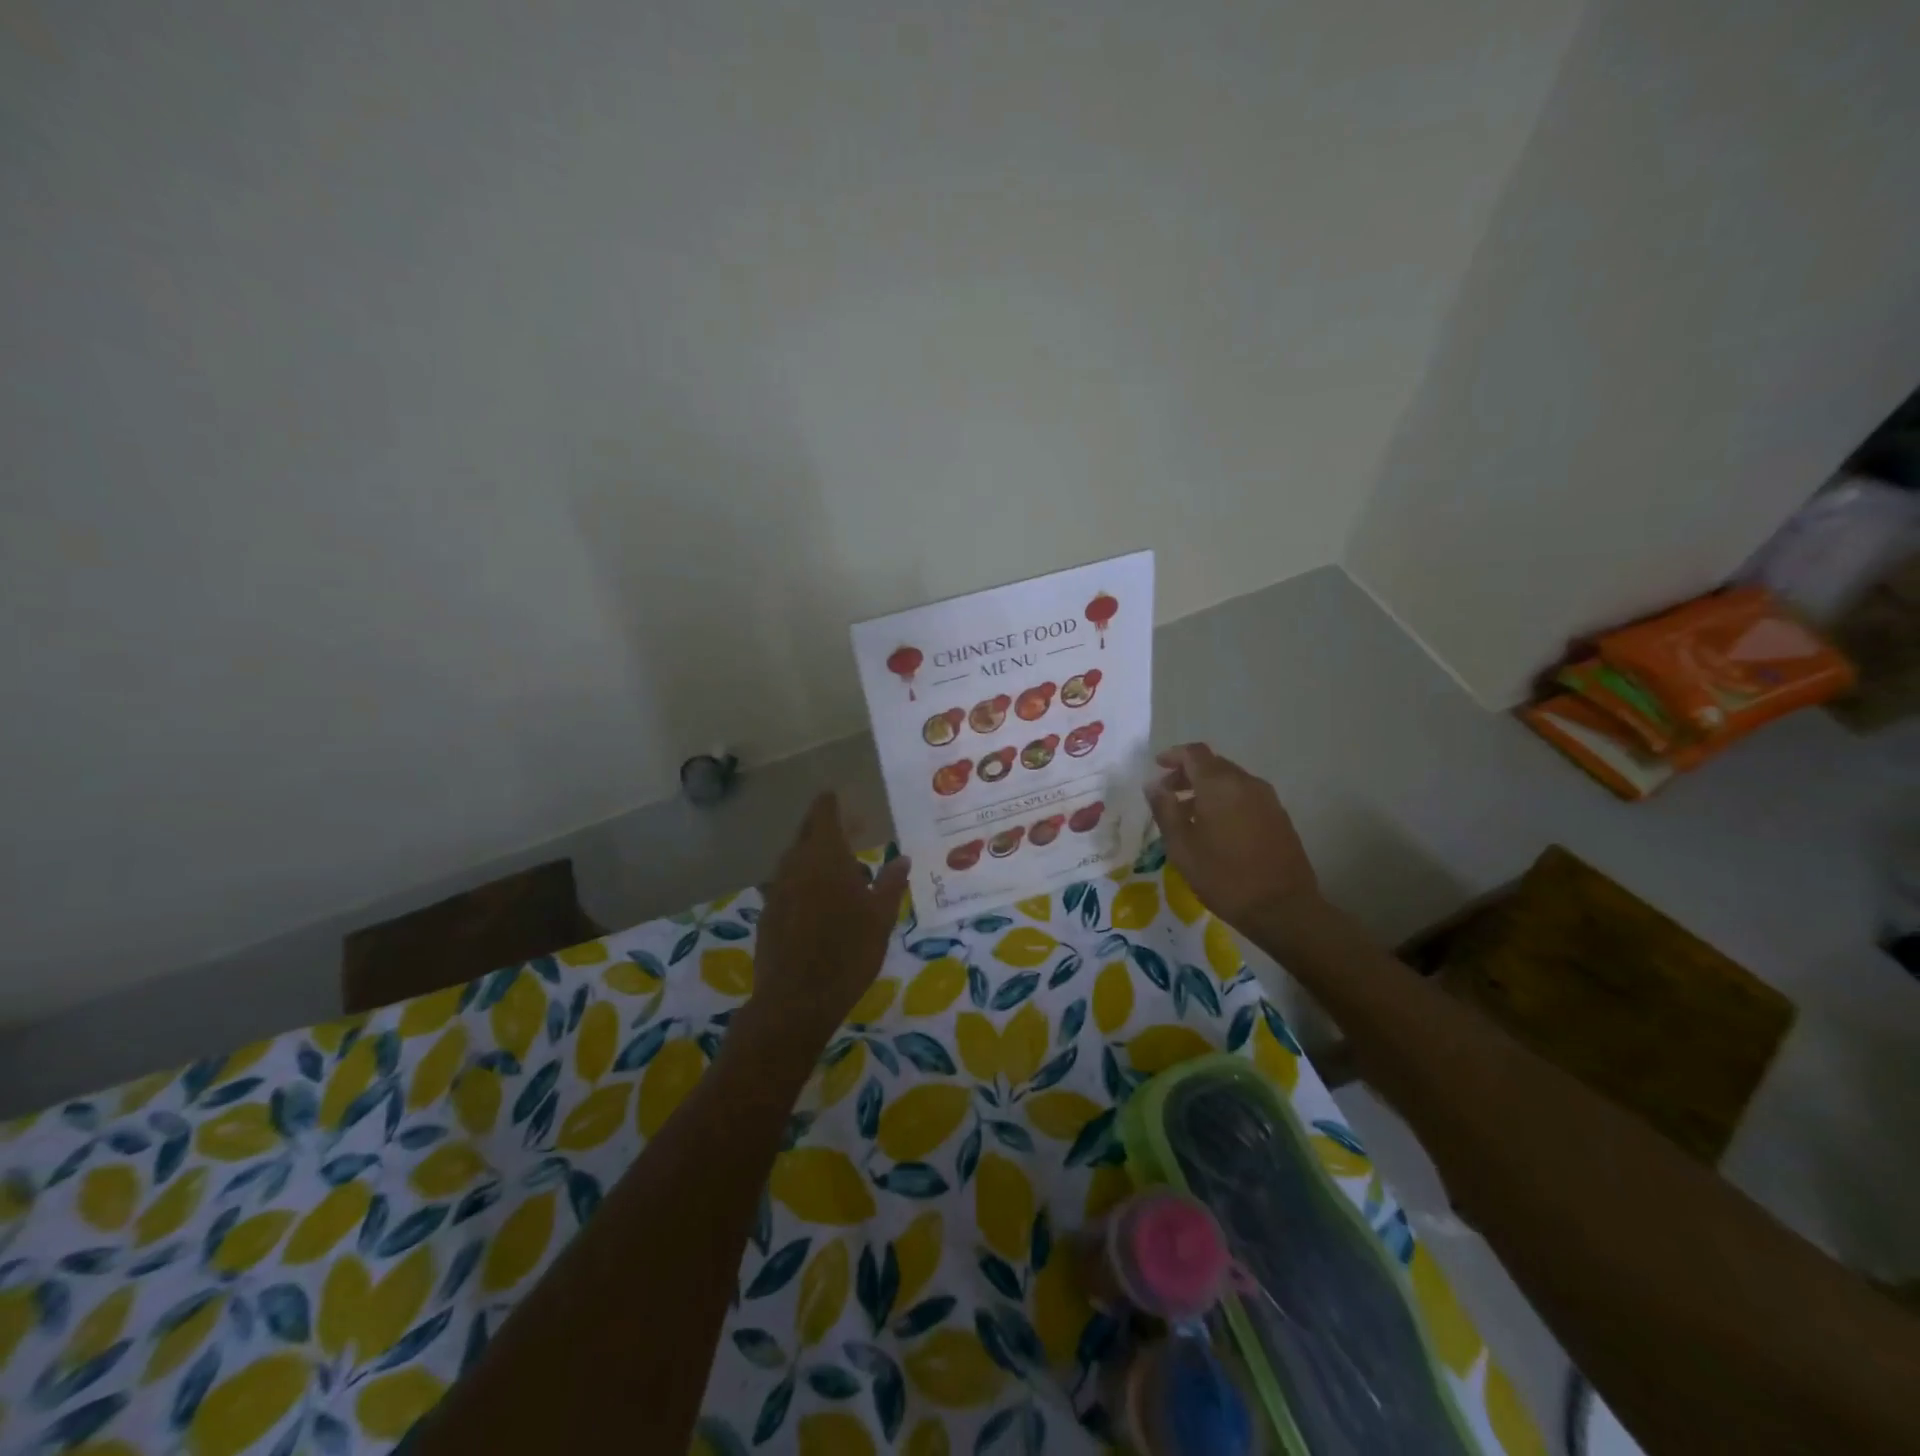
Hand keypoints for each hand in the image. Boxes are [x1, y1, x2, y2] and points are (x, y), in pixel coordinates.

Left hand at [733, 794, 910, 1063]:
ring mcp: (777, 889)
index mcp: (825, 856)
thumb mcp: (880, 917)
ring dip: (813, 856)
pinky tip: (816, 900)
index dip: (830, 803)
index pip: (824, 815)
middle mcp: (796, 864)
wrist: (796, 999)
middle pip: (806, 834)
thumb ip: (890, 883)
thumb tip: (903, 858)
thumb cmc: (847, 951)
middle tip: (849, 831)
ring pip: (794, 860)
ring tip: (837, 867)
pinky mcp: (767, 914)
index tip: (837, 797)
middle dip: (825, 828)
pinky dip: (802, 882)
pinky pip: (786, 885)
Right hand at [1144, 743, 1318, 932]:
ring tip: (1188, 815)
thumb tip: (1153, 785)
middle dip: (1188, 773)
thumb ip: (1165, 810)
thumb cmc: (1224, 876)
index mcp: (1220, 785)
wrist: (1283, 908)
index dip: (1174, 755)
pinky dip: (1226, 800)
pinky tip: (1216, 828)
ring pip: (1231, 781)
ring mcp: (1267, 799)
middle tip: (1168, 794)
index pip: (1194, 753)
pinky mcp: (1279, 816)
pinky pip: (1245, 796)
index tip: (1157, 766)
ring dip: (1207, 789)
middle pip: (1213, 764)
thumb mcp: (1182, 847)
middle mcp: (1246, 783)